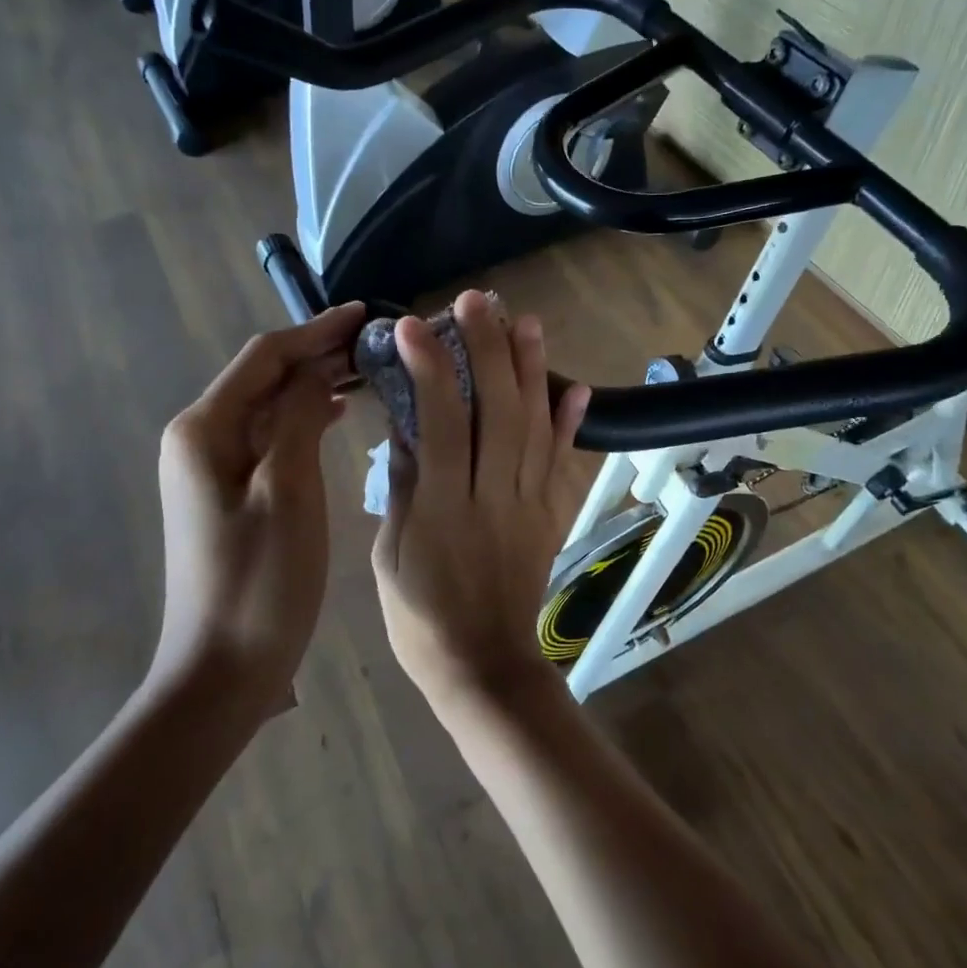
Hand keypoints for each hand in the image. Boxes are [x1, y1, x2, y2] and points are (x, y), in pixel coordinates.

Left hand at [154, 303, 364, 710]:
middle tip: (377, 342)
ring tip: (367, 370)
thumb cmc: (260, 581)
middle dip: (317, 353)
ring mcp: (212, 469)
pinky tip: (336, 414)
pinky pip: (271, 438)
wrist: (221, 670)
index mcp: (205, 430)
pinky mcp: (230, 494)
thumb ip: (301, 418)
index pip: (265, 357)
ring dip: (314, 384)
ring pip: (270, 407)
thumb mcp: (288, 491)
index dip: (316, 331)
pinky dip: (305, 418)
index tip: (367, 314)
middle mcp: (200, 439)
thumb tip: (317, 367)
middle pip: (264, 377)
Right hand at [371, 290, 590, 711]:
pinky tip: (576, 387)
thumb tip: (407, 429)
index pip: (440, 424)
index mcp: (443, 508)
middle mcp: (493, 497)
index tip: (414, 325)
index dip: (430, 369)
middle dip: (489, 350)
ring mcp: (529, 505)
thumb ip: (403, 489)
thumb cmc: (421, 619)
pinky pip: (562, 464)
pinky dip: (570, 424)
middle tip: (479, 300)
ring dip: (533, 371)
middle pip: (498, 412)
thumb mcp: (390, 557)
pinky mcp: (550, 517)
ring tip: (527, 322)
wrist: (485, 667)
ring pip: (536, 428)